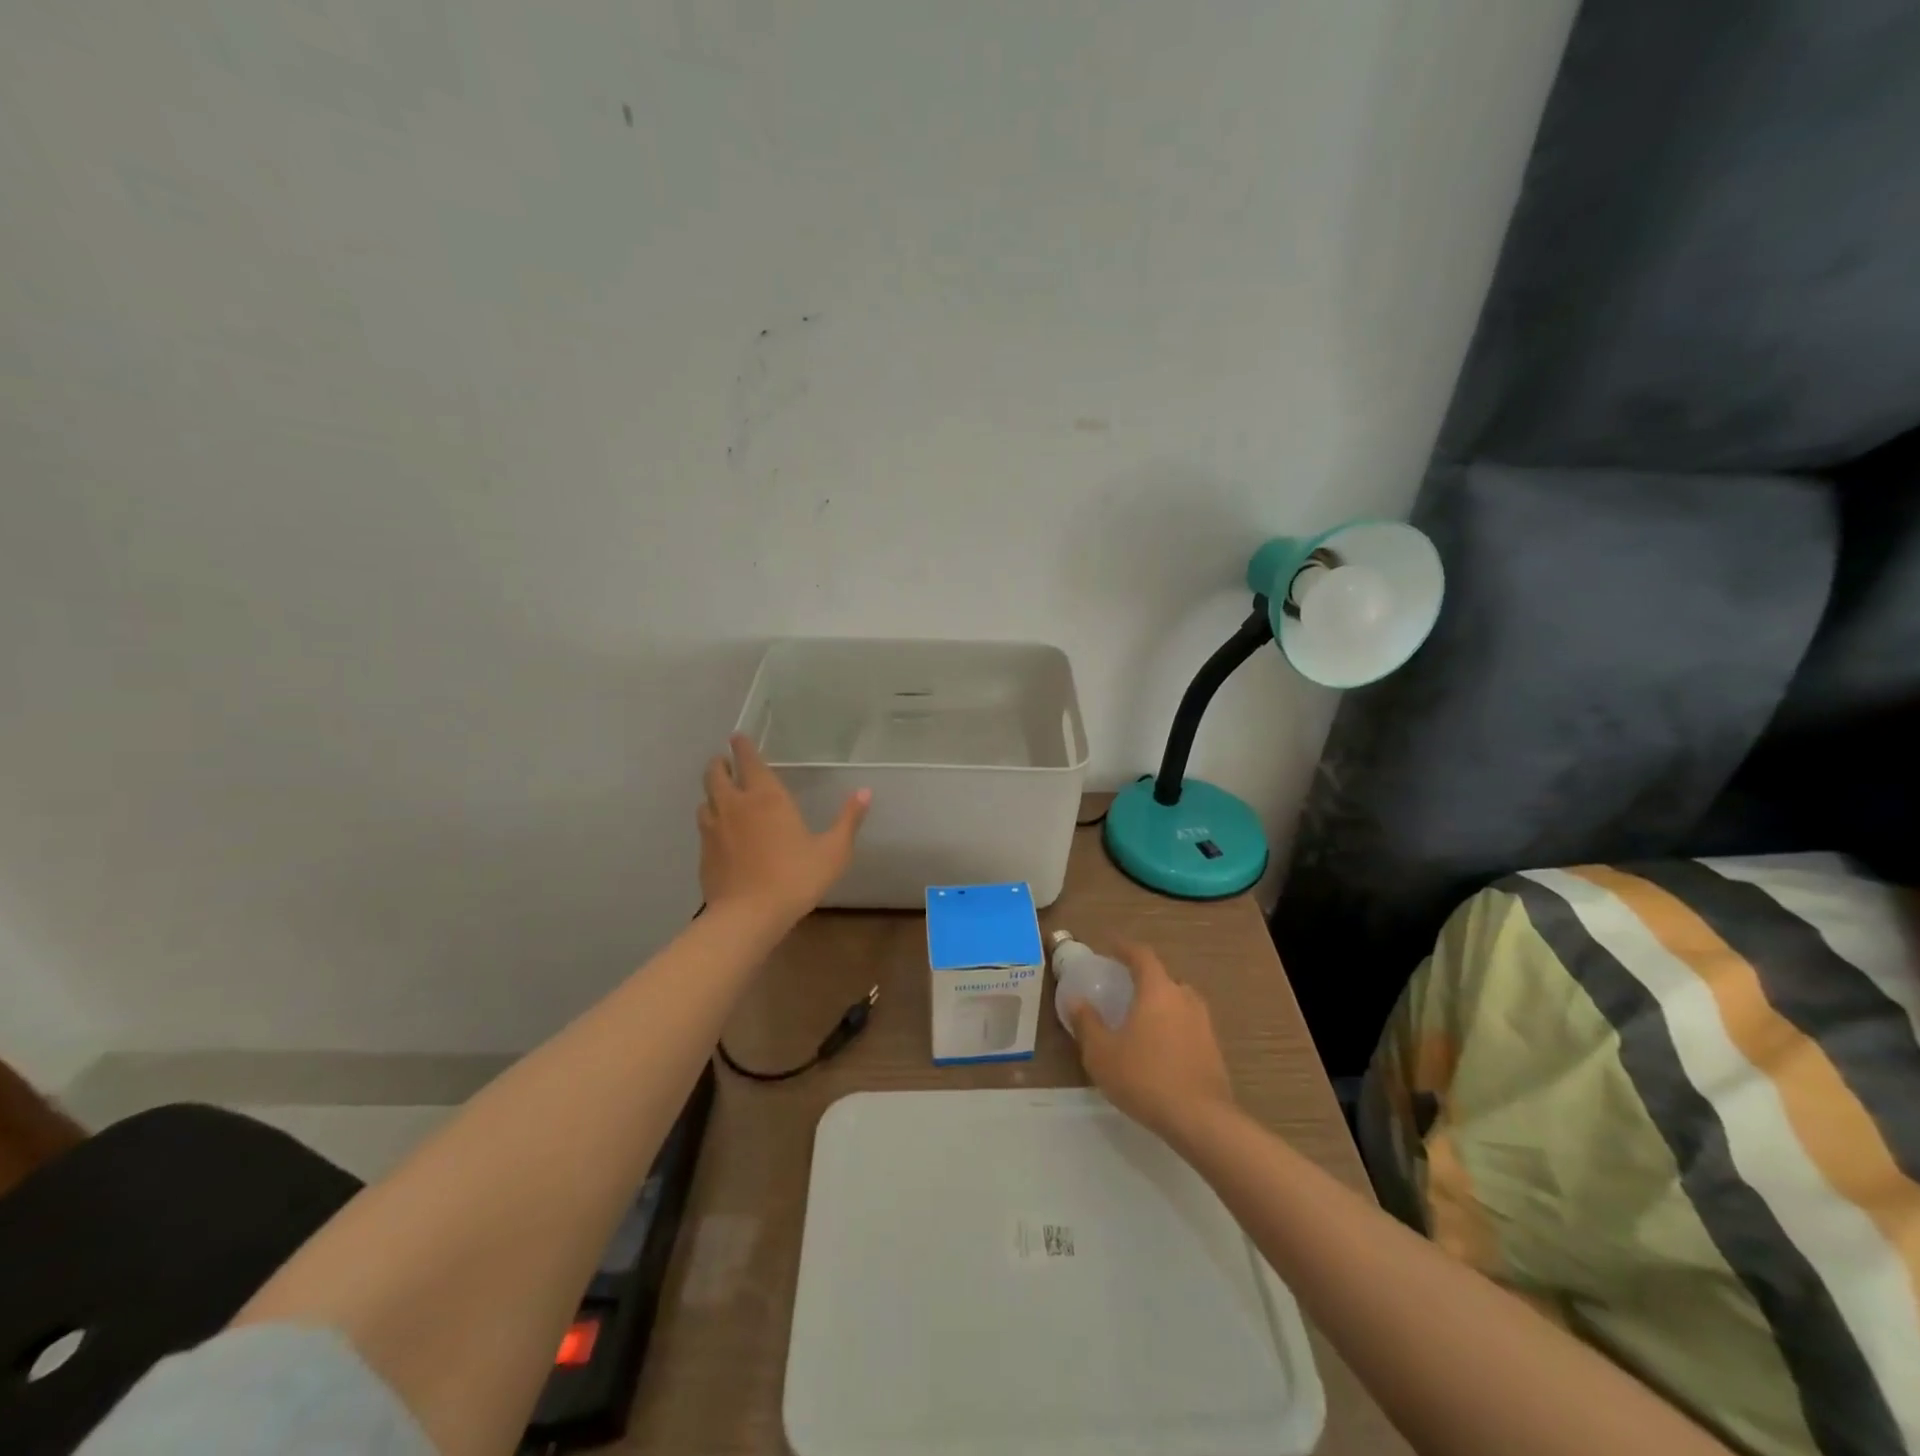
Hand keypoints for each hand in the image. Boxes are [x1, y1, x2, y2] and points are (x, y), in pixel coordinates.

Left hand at [697, 733, 869, 924]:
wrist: (747, 916)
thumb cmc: (795, 878)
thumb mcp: (833, 851)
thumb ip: (848, 820)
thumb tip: (865, 792)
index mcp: (766, 797)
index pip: (748, 760)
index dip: (742, 746)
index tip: (738, 737)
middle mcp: (735, 804)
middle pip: (715, 772)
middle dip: (720, 763)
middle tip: (727, 762)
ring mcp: (713, 827)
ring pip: (705, 798)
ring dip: (712, 791)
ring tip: (722, 794)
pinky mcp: (703, 851)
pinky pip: (703, 824)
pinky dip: (710, 818)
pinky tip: (720, 830)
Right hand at [1072, 941, 1234, 1143]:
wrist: (1200, 1119)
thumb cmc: (1144, 1078)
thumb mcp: (1101, 1053)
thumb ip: (1087, 1023)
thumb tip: (1077, 1000)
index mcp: (1157, 990)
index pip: (1142, 956)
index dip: (1124, 948)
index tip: (1110, 948)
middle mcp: (1184, 998)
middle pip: (1163, 978)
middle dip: (1143, 979)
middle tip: (1124, 989)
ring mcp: (1203, 1023)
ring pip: (1178, 1002)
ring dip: (1160, 1005)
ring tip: (1141, 1020)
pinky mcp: (1214, 1049)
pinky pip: (1188, 1026)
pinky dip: (1173, 1028)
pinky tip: (1160, 1049)